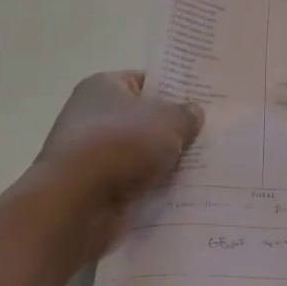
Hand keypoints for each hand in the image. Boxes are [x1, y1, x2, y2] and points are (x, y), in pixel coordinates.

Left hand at [24, 70, 203, 254]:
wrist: (76, 204)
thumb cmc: (122, 144)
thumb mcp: (169, 121)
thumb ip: (187, 114)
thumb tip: (194, 113)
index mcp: (103, 86)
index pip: (146, 81)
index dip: (175, 90)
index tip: (204, 102)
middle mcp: (91, 116)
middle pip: (144, 119)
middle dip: (174, 130)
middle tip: (210, 135)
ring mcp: (90, 155)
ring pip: (140, 154)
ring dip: (164, 162)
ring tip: (204, 166)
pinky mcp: (92, 190)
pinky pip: (132, 183)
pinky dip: (152, 188)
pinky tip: (181, 193)